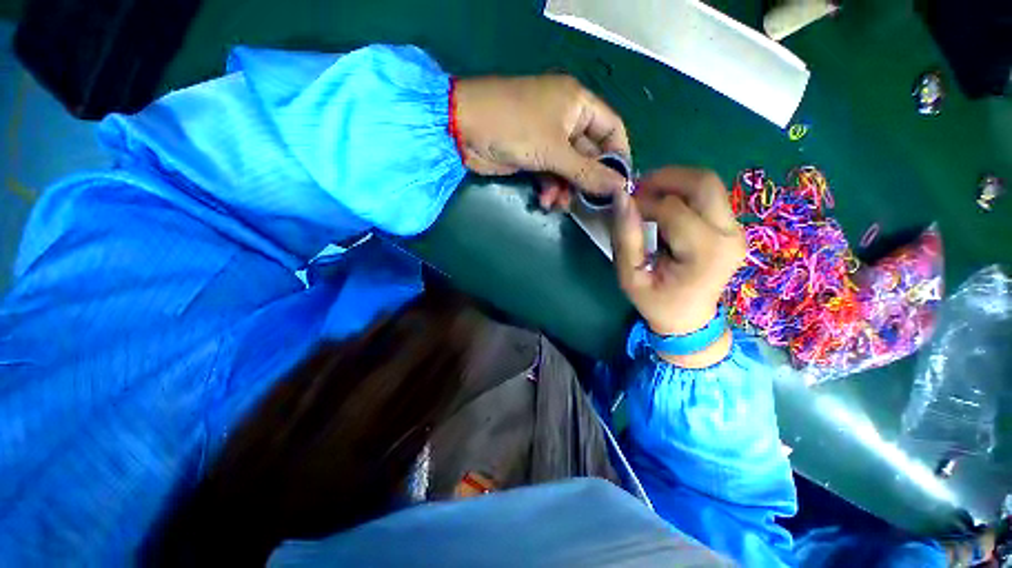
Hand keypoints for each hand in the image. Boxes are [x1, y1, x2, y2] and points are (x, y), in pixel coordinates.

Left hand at [454, 75, 629, 207]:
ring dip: (566, 188)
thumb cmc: (514, 128)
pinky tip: (546, 200)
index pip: (612, 129)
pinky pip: (550, 173)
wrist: (464, 128)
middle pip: (589, 154)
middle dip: (587, 180)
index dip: (619, 156)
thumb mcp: (555, 151)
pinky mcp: (532, 154)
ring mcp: (547, 138)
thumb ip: (587, 172)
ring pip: (569, 168)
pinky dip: (550, 187)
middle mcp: (566, 119)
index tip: (620, 185)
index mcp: (578, 104)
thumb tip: (620, 188)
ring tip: (559, 204)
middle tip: (589, 204)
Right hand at [612, 168, 744, 366]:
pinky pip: (708, 195)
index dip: (643, 202)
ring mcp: (735, 230)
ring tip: (648, 197)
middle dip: (665, 178)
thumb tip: (621, 196)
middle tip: (637, 190)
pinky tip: (663, 207)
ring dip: (674, 182)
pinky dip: (682, 192)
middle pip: (703, 183)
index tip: (624, 209)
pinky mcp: (732, 227)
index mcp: (704, 253)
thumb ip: (625, 237)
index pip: (672, 209)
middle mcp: (728, 235)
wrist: (688, 319)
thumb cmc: (655, 301)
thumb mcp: (630, 276)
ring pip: (708, 184)